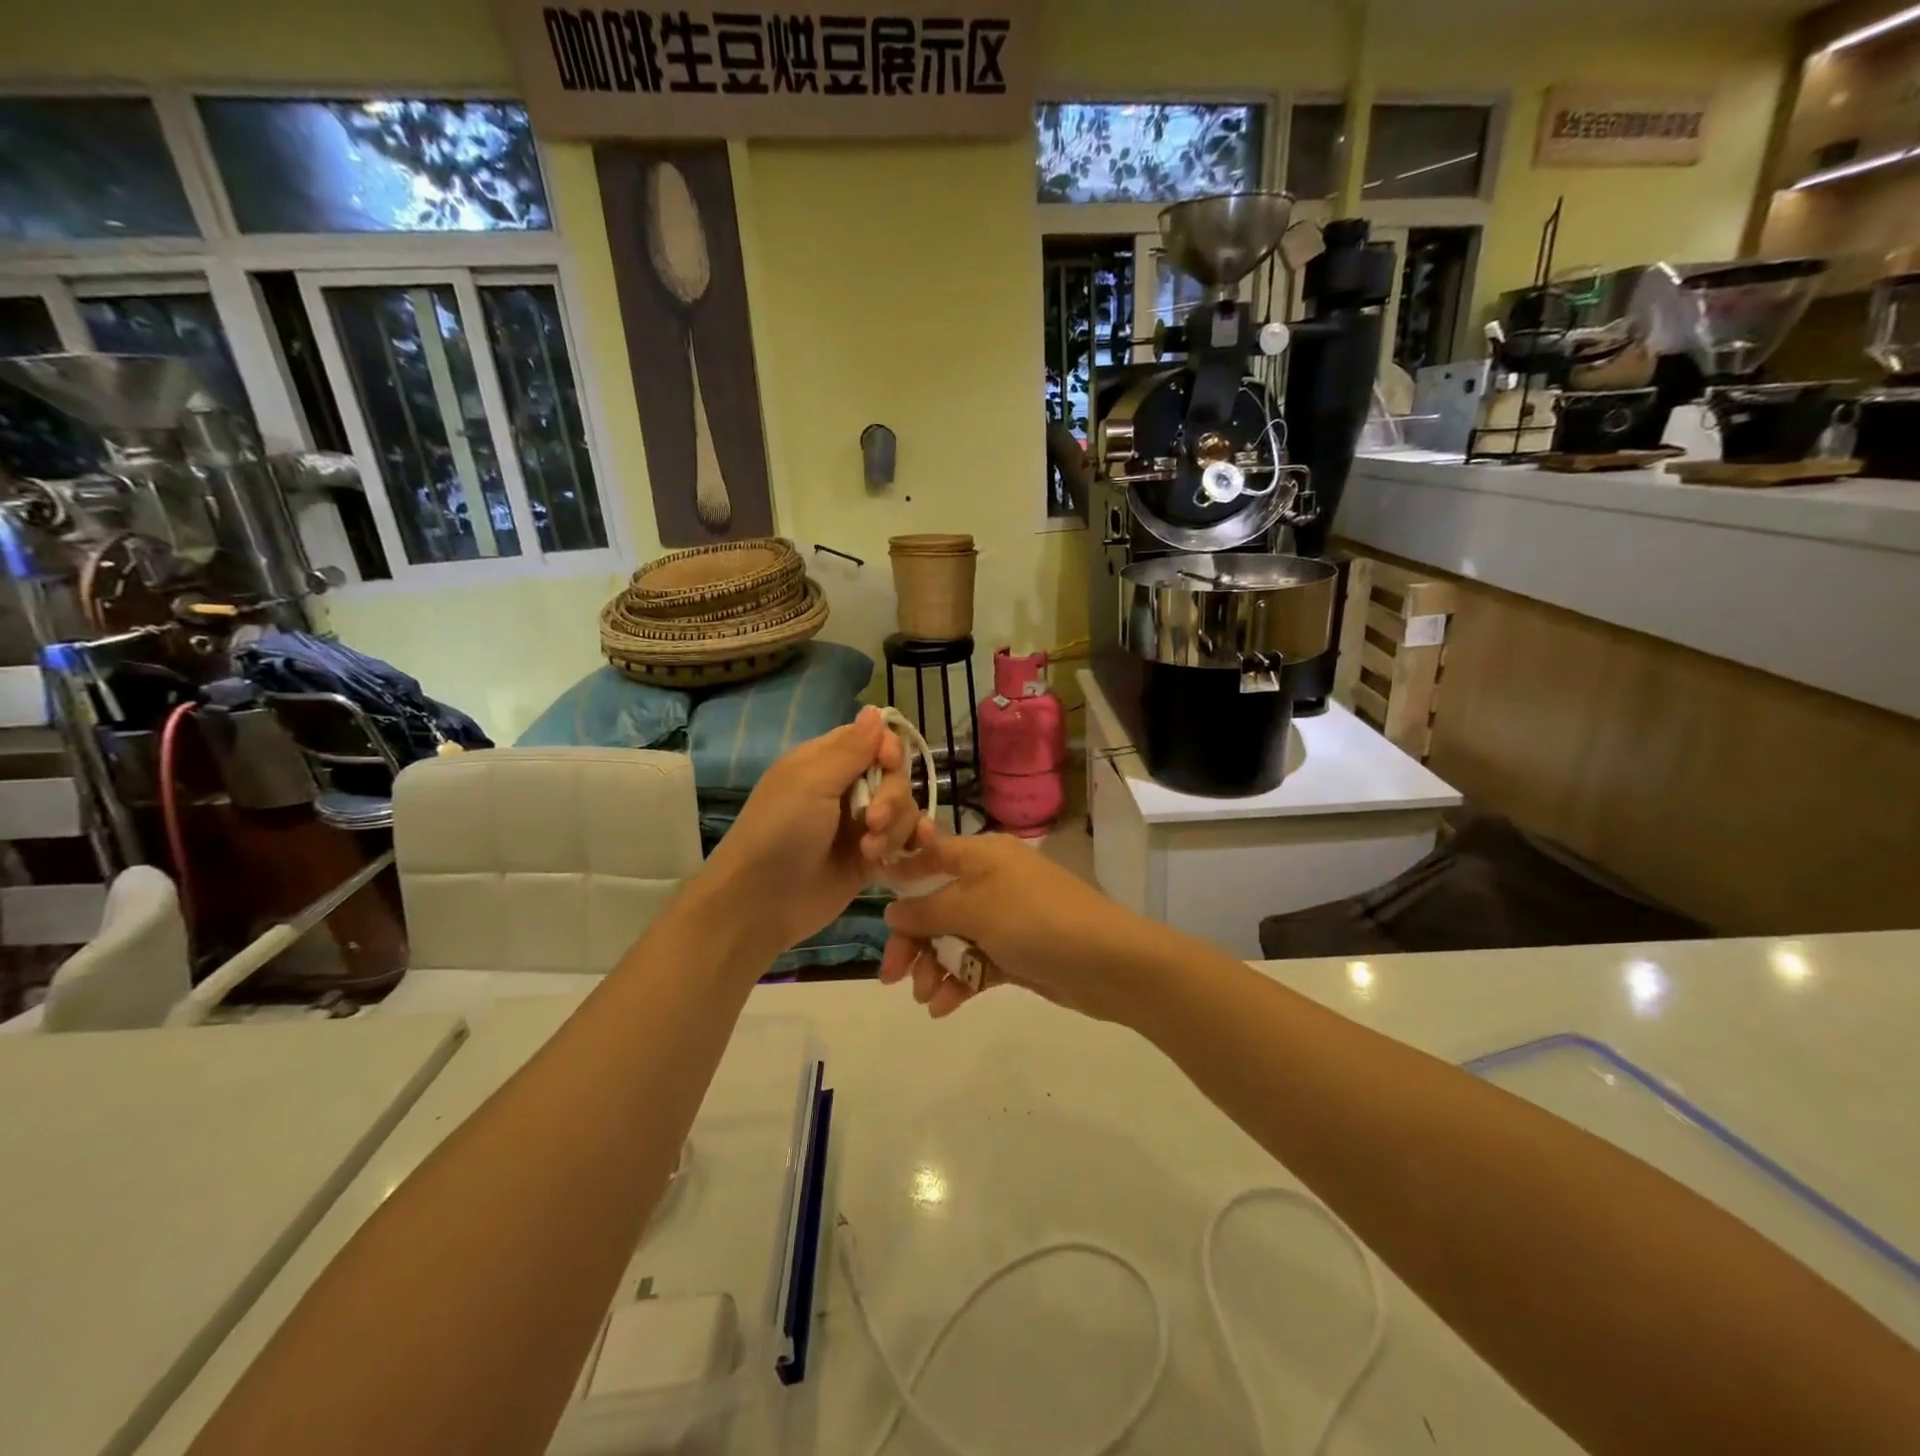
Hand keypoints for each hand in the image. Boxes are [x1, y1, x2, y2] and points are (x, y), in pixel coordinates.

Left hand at [703, 705, 932, 954]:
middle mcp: (846, 789)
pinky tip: (908, 852)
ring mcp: (859, 825)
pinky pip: (904, 841)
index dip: (889, 749)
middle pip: (894, 776)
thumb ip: (850, 749)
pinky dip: (909, 844)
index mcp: (825, 762)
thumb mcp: (811, 783)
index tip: (889, 764)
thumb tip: (876, 709)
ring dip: (895, 828)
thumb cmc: (779, 833)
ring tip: (870, 850)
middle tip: (872, 821)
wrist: (760, 903)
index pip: (873, 740)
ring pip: (903, 810)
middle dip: (892, 797)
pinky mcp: (870, 858)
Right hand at [878, 833, 1159, 1021]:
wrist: (1108, 963)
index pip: (931, 855)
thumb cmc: (1036, 920)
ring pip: (952, 939)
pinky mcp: (1015, 953)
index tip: (874, 900)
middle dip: (912, 940)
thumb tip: (892, 910)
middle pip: (936, 905)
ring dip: (933, 966)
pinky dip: (957, 983)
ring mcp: (1004, 919)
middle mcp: (991, 882)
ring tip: (925, 997)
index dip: (902, 874)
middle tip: (891, 975)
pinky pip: (974, 964)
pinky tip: (942, 1007)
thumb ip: (929, 910)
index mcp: (982, 856)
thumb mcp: (976, 909)